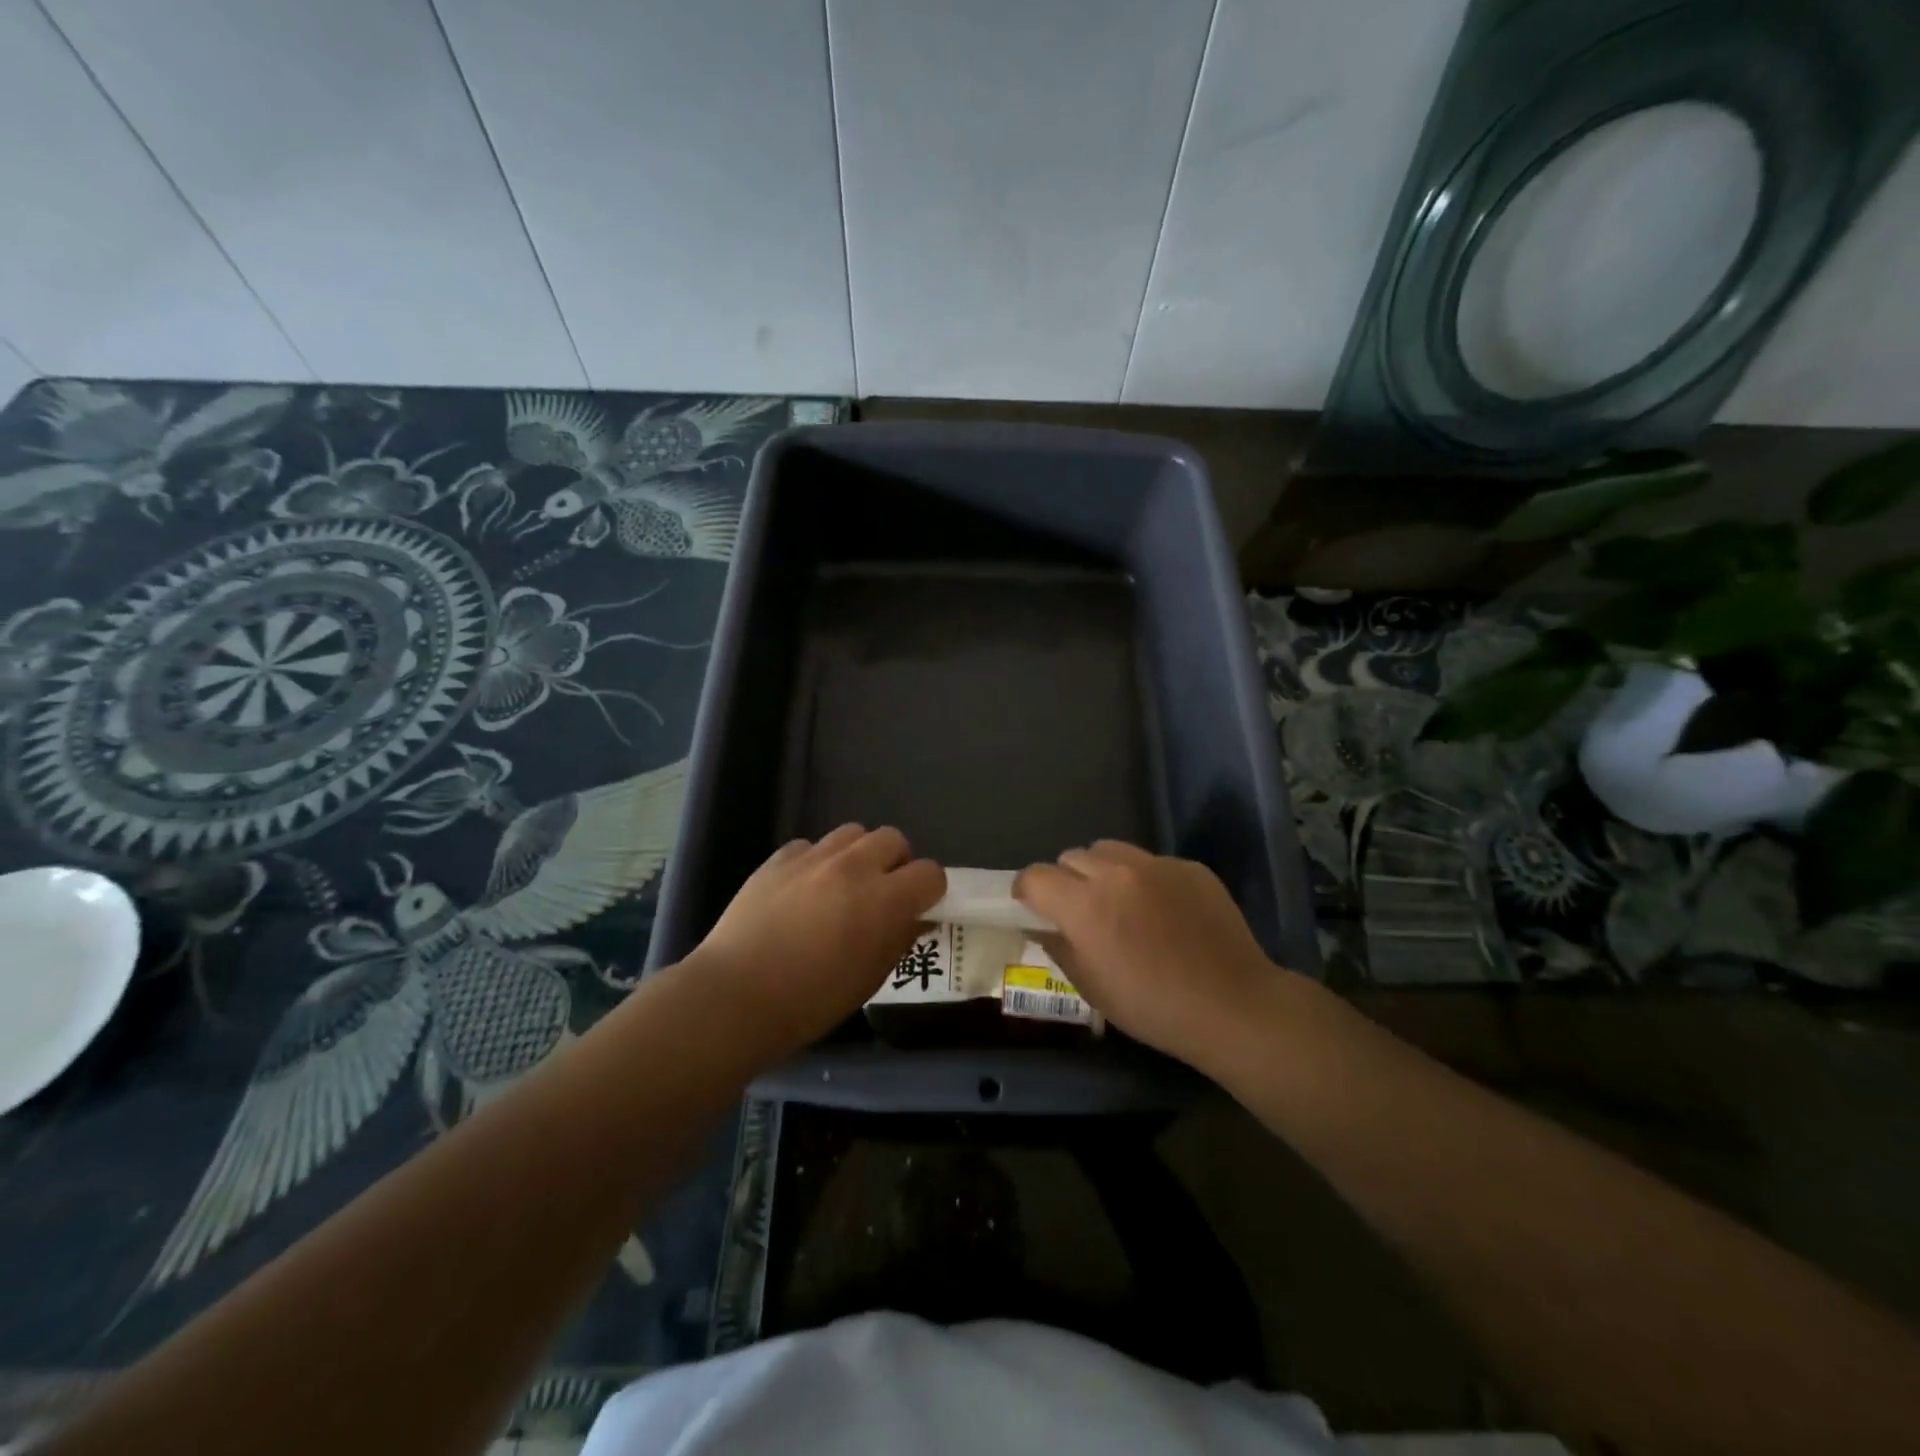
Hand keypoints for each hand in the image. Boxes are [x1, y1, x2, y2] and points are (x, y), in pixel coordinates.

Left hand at [692, 825, 944, 1057]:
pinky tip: (803, 890)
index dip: (929, 891)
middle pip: (893, 839)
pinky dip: (817, 861)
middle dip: (896, 863)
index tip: (918, 908)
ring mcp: (813, 857)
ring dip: (858, 855)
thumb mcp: (869, 979)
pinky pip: (810, 846)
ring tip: (843, 884)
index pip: (930, 873)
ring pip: (853, 833)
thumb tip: (916, 919)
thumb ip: (899, 940)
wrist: (735, 996)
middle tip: (881, 893)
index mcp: (884, 900)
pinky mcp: (778, 859)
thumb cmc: (810, 1001)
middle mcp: (854, 866)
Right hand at [1014, 841, 1279, 1070]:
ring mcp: (1156, 864)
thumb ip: (1059, 947)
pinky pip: (1151, 862)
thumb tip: (1042, 926)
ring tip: (1119, 901)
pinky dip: (1144, 879)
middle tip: (1080, 911)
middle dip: (1066, 880)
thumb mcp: (1092, 987)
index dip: (1027, 891)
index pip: (1035, 876)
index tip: (1032, 907)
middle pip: (1071, 857)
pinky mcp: (1189, 867)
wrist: (1233, 1005)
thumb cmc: (1153, 1007)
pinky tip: (1163, 911)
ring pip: (1109, 850)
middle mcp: (1116, 872)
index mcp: (1084, 904)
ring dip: (1101, 870)